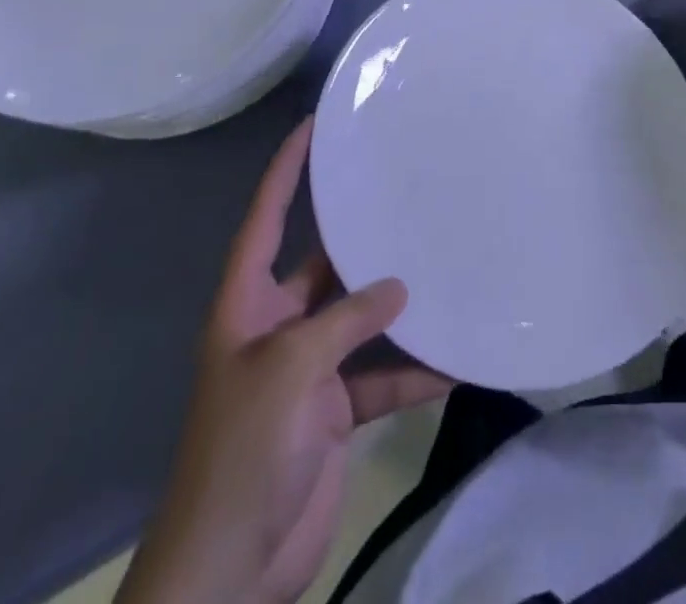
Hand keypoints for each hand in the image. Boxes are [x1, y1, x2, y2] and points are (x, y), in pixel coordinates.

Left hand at [119, 120, 452, 603]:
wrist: (230, 570)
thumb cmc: (244, 449)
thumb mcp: (291, 368)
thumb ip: (346, 319)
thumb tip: (398, 287)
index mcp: (247, 305)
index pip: (266, 218)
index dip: (285, 170)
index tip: (312, 125)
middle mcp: (277, 326)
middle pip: (324, 265)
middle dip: (361, 235)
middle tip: (407, 192)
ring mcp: (308, 370)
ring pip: (361, 321)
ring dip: (399, 307)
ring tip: (446, 267)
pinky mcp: (333, 411)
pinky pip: (381, 377)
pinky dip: (413, 371)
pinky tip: (455, 361)